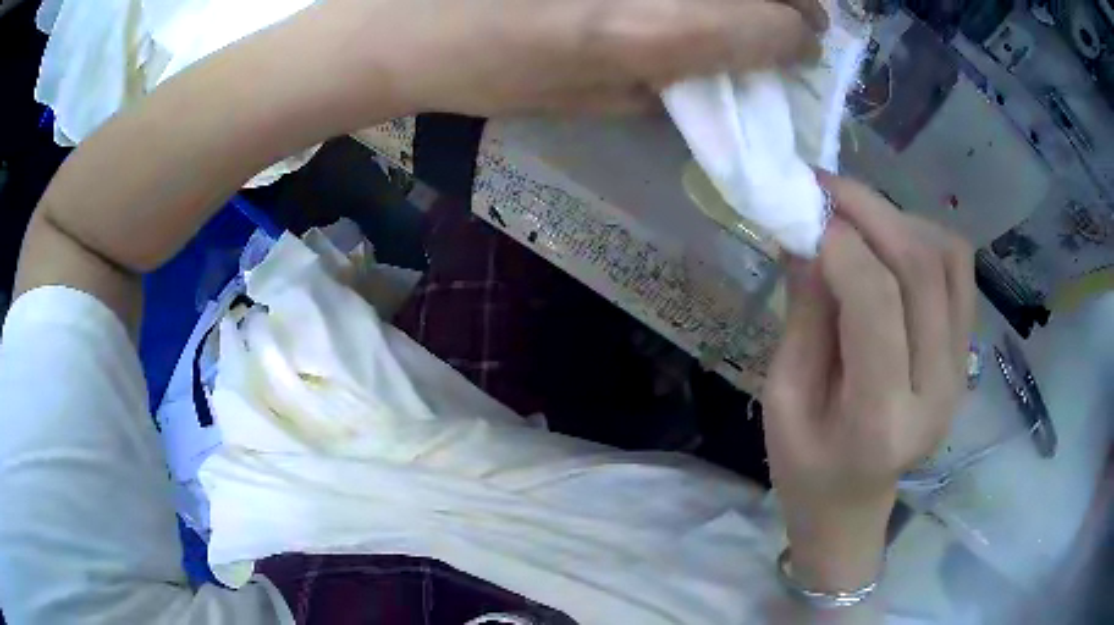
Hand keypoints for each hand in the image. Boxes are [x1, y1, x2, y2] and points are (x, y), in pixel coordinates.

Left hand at [324, 0, 826, 115]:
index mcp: (642, 30)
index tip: (803, 41)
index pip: (768, 25)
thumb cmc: (479, 71)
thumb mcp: (579, 101)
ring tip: (754, 5)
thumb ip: (662, 86)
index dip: (797, 35)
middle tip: (798, 13)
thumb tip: (721, 74)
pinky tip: (685, 3)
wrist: (396, 20)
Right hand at [762, 175, 974, 591]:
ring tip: (858, 217)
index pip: (876, 304)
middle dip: (871, 211)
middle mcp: (937, 390)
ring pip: (949, 259)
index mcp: (880, 420)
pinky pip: (959, 272)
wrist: (854, 507)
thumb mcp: (783, 399)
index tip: (803, 209)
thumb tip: (809, 232)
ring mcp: (961, 371)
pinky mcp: (966, 355)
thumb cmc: (806, 468)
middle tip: (826, 187)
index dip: (840, 242)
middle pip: (922, 269)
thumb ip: (804, 314)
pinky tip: (892, 242)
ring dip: (901, 220)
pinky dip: (926, 239)